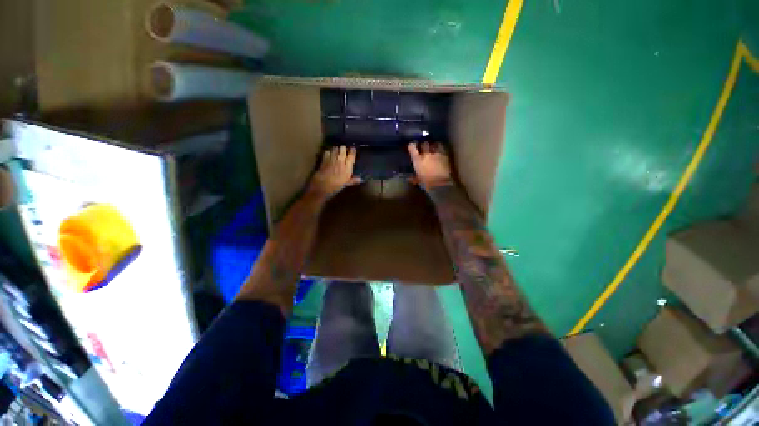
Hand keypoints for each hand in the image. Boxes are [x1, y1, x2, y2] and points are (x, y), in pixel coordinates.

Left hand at [308, 146, 360, 198]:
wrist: (322, 186)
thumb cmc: (336, 186)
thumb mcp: (346, 184)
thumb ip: (353, 180)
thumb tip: (360, 179)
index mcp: (347, 167)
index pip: (352, 154)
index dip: (352, 150)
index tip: (353, 150)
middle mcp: (340, 160)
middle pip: (343, 148)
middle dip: (343, 149)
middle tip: (344, 151)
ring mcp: (332, 158)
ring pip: (335, 148)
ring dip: (336, 149)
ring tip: (336, 152)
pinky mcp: (324, 159)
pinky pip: (327, 151)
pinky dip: (328, 152)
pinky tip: (329, 155)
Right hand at [408, 142, 452, 188]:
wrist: (441, 184)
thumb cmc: (427, 183)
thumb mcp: (418, 181)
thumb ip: (414, 178)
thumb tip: (410, 179)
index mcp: (418, 160)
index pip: (412, 147)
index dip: (411, 146)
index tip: (411, 146)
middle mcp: (426, 154)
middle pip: (424, 144)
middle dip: (424, 145)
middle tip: (424, 147)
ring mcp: (437, 154)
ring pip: (435, 144)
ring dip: (434, 146)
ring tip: (434, 148)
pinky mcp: (445, 156)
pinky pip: (443, 150)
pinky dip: (441, 151)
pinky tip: (441, 154)